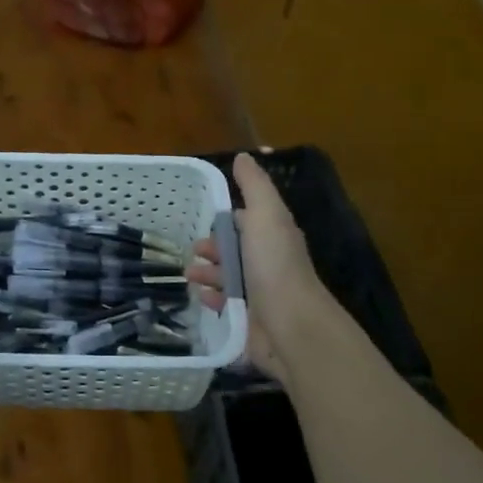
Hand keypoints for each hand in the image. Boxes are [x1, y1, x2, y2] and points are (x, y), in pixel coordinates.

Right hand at [186, 153, 328, 381]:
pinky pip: (226, 305)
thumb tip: (245, 156)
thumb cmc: (274, 265)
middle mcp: (269, 262)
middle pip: (236, 250)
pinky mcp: (250, 320)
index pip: (248, 221)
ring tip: (191, 275)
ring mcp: (260, 293)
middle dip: (213, 248)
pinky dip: (213, 299)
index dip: (227, 219)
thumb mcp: (264, 214)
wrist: (290, 326)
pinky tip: (203, 297)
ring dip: (208, 273)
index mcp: (273, 235)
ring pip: (229, 277)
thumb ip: (254, 185)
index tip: (205, 220)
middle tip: (195, 251)